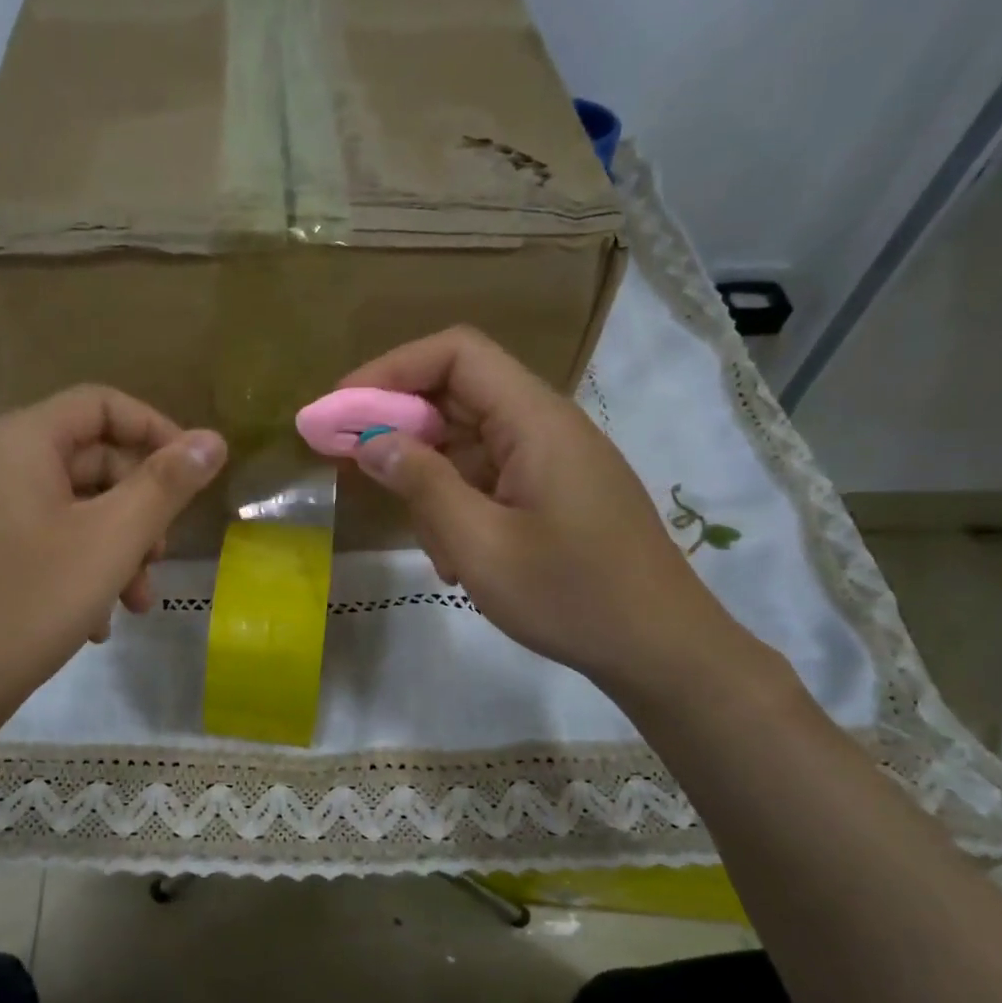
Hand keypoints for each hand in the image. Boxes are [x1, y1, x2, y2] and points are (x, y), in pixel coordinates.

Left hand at [0, 385, 225, 730]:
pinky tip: (96, 623)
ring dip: (117, 549)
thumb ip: (166, 485)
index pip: (102, 404)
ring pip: (75, 508)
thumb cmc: (30, 603)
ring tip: (135, 604)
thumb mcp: (113, 540)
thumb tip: (212, 440)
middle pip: (92, 460)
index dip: (157, 431)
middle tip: (160, 559)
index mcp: (21, 441)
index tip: (194, 477)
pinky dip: (83, 569)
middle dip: (139, 509)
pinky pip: (48, 539)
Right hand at [341, 327, 743, 693]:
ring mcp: (551, 460)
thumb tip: (372, 440)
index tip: (342, 408)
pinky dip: (459, 506)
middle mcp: (544, 426)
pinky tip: (457, 559)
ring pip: (468, 443)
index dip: (392, 369)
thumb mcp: (480, 544)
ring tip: (434, 546)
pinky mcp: (552, 491)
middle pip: (458, 394)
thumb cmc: (570, 596)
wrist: (659, 648)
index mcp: (534, 421)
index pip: (457, 354)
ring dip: (432, 482)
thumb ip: (422, 484)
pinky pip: (489, 477)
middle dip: (400, 427)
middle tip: (350, 463)